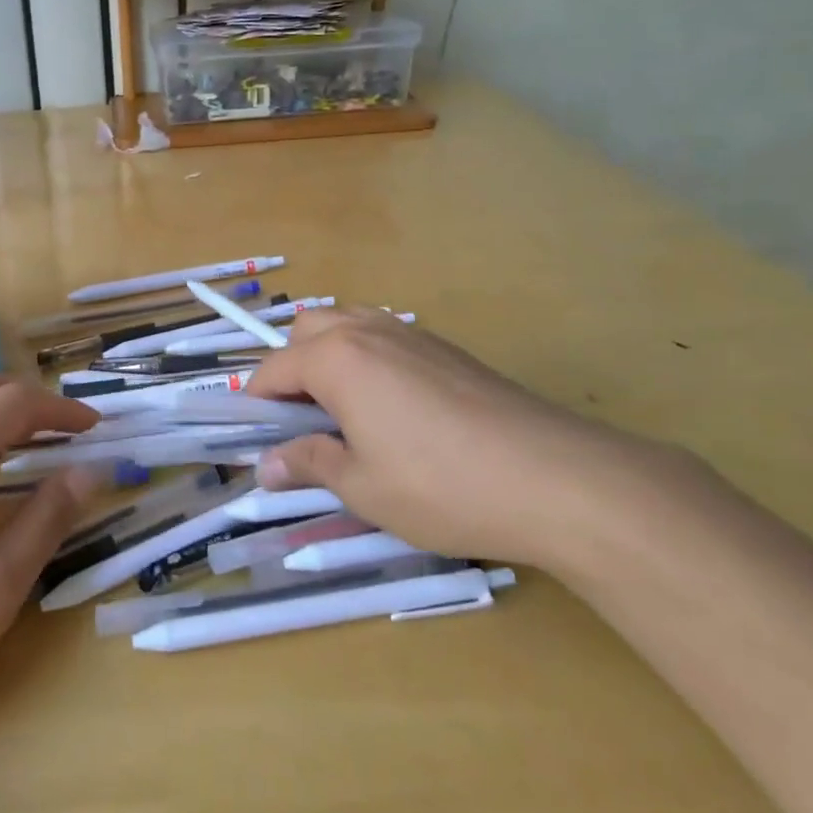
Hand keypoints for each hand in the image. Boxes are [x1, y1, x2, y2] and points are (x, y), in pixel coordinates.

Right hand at [244, 308, 694, 574]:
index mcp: (336, 358)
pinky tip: (393, 409)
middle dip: (290, 367)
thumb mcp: (362, 487)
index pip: (273, 369)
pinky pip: (385, 336)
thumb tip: (266, 466)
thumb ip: (308, 464)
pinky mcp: (446, 347)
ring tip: (343, 410)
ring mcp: (411, 333)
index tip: (259, 440)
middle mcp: (367, 331)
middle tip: (303, 422)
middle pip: (306, 330)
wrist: (555, 477)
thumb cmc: (442, 486)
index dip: (257, 404)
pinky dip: (367, 358)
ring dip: (328, 355)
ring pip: (347, 324)